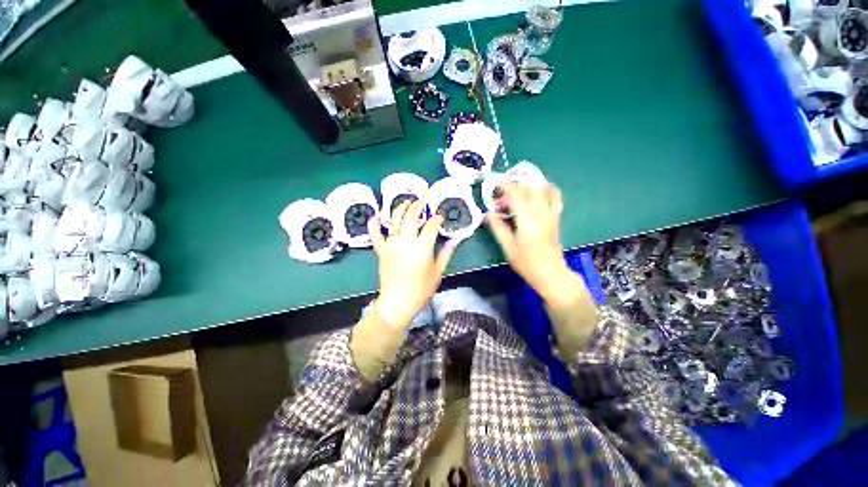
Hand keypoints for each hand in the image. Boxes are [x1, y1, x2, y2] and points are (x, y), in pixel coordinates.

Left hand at [367, 200, 459, 329]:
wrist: (397, 303)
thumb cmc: (420, 290)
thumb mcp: (437, 272)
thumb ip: (446, 253)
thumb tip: (455, 240)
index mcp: (422, 248)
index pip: (431, 226)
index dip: (436, 219)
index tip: (440, 217)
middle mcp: (405, 241)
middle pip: (411, 217)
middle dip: (418, 206)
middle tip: (423, 200)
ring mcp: (391, 244)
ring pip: (395, 221)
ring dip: (400, 208)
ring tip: (406, 201)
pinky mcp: (381, 250)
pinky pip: (375, 235)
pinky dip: (374, 224)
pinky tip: (376, 215)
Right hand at [487, 183, 584, 308]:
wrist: (550, 272)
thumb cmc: (526, 263)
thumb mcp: (507, 247)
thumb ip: (497, 228)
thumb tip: (488, 214)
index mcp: (527, 221)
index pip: (517, 195)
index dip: (505, 187)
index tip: (495, 186)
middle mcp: (541, 213)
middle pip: (529, 189)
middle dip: (514, 187)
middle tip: (502, 197)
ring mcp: (551, 214)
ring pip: (541, 189)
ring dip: (527, 187)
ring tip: (516, 194)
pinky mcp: (556, 217)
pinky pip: (554, 196)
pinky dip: (546, 189)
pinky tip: (537, 191)